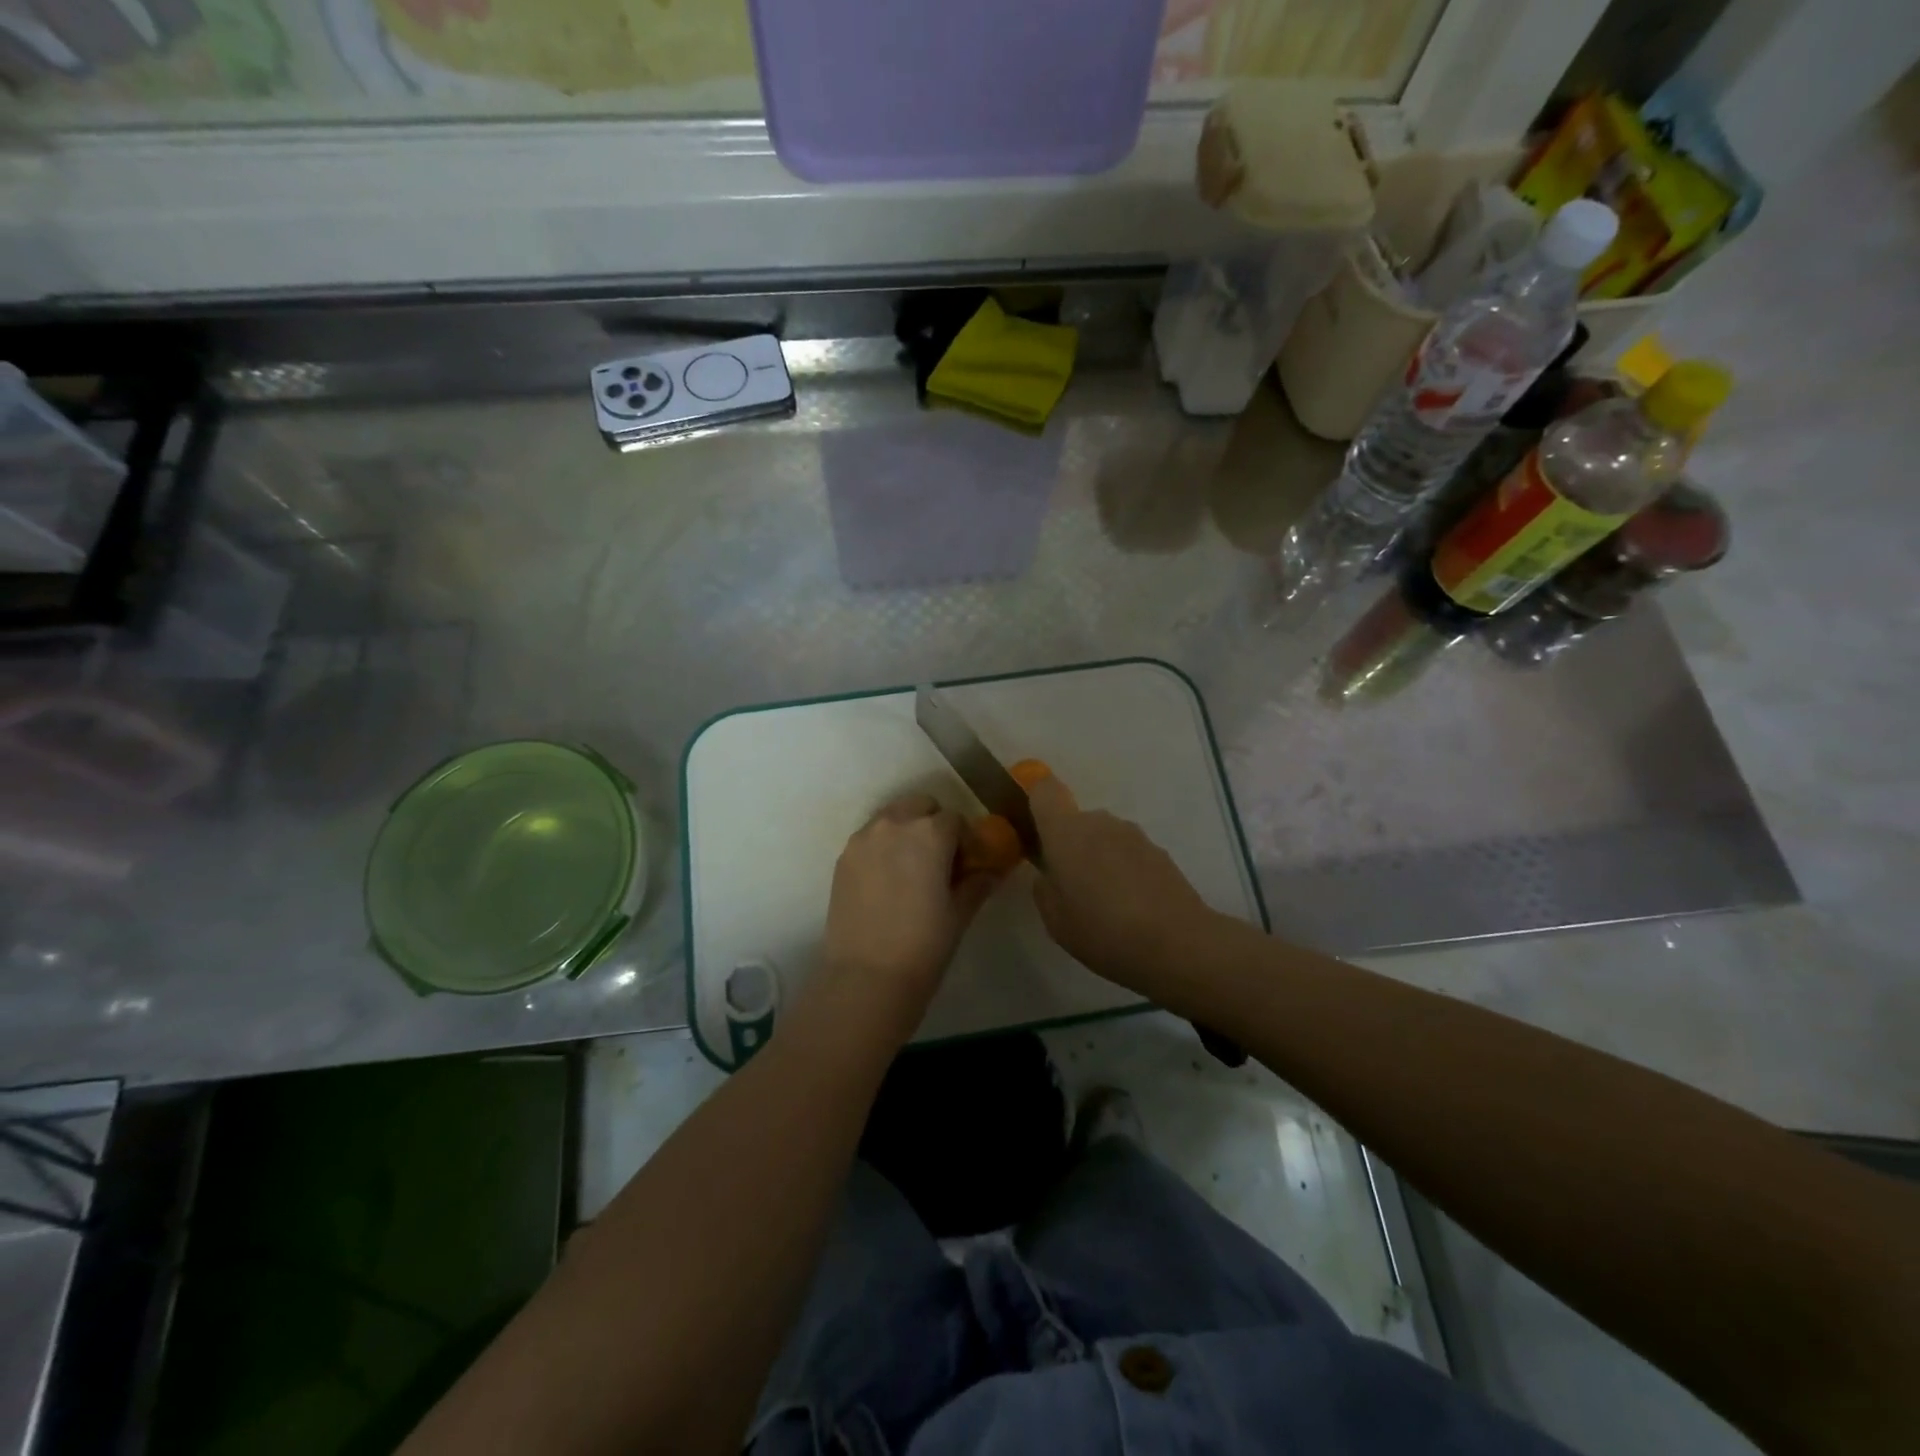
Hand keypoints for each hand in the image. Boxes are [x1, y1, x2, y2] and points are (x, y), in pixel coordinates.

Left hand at [803, 795, 1001, 1049]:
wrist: (866, 977)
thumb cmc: (924, 946)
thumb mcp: (959, 913)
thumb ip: (977, 883)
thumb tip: (990, 871)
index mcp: (930, 833)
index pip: (956, 820)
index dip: (965, 840)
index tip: (967, 864)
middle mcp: (895, 824)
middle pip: (921, 806)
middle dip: (933, 824)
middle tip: (940, 860)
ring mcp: (864, 838)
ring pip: (892, 817)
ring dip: (906, 830)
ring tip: (910, 869)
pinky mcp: (843, 857)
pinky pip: (870, 837)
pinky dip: (882, 846)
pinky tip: (887, 880)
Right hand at [1028, 771, 1220, 995]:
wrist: (1178, 944)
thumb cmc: (1103, 931)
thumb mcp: (1056, 920)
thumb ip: (1045, 889)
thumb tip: (1050, 875)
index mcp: (1066, 832)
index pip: (1044, 790)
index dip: (1034, 800)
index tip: (1032, 829)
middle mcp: (1099, 822)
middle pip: (1075, 821)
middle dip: (1069, 846)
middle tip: (1070, 887)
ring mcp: (1133, 834)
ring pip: (1103, 837)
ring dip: (1098, 859)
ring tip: (1105, 904)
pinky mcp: (1159, 851)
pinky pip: (1128, 853)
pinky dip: (1124, 871)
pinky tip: (1131, 908)